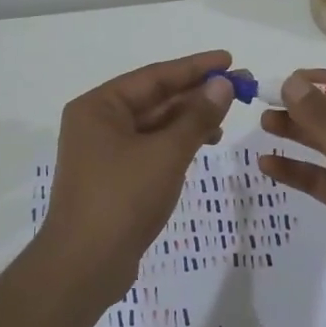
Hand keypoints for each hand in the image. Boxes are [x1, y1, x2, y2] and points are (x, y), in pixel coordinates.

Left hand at [37, 50, 238, 299]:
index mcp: (99, 106)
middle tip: (240, 87)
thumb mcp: (166, 153)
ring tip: (228, 118)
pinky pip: (151, 148)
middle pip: (155, 98)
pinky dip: (178, 143)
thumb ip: (197, 116)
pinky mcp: (114, 177)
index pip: (155, 76)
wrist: (84, 266)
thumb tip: (222, 84)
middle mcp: (97, 122)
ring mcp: (104, 152)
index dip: (195, 67)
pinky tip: (204, 144)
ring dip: (190, 119)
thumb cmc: (122, 199)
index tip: (230, 60)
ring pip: (155, 125)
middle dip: (197, 93)